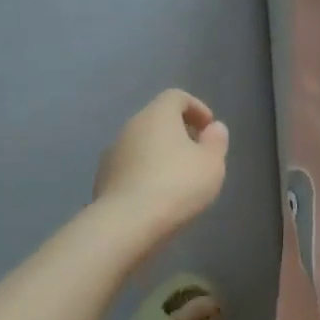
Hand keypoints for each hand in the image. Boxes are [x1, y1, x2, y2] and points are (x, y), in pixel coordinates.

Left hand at [95, 89, 229, 233]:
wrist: (126, 223)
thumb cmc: (177, 185)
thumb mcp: (211, 164)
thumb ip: (216, 142)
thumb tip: (214, 128)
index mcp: (157, 114)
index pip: (176, 97)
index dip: (196, 108)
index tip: (209, 128)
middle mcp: (131, 126)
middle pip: (157, 119)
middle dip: (178, 132)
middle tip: (196, 153)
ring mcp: (112, 152)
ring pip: (141, 144)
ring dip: (159, 154)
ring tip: (177, 178)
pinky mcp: (102, 178)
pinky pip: (129, 167)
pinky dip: (144, 173)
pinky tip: (156, 195)